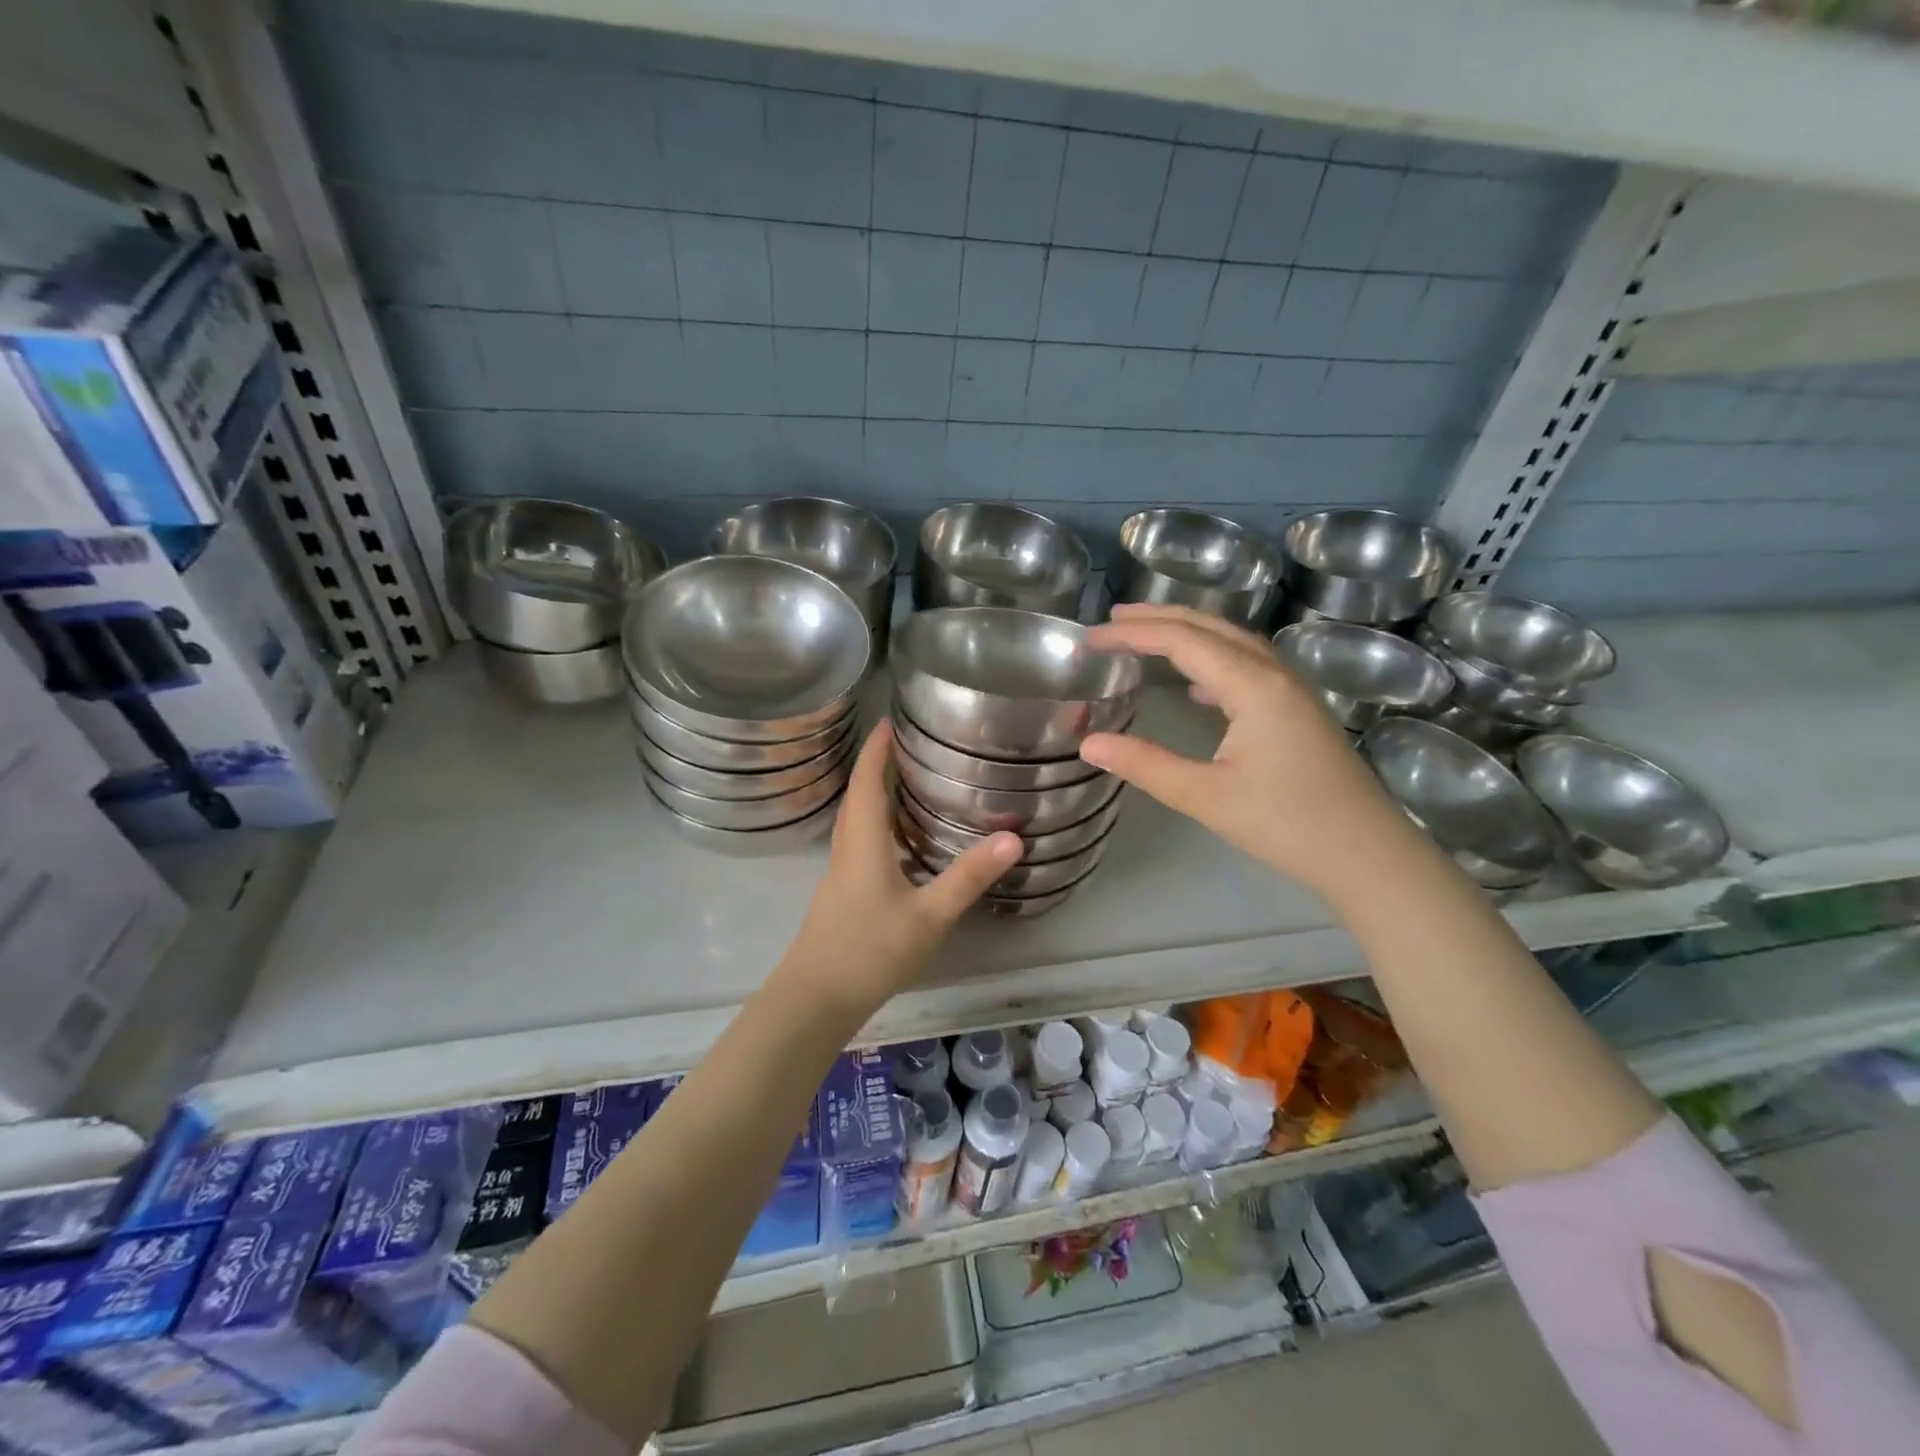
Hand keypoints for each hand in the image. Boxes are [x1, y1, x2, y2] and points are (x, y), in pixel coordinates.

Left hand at [776, 720, 1020, 1013]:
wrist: (816, 998)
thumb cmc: (870, 949)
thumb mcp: (929, 915)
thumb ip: (969, 876)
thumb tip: (1013, 837)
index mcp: (863, 840)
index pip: (867, 779)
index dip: (877, 746)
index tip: (891, 717)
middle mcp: (847, 846)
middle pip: (858, 793)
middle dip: (878, 762)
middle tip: (910, 742)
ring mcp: (840, 871)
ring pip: (856, 818)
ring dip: (875, 792)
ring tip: (908, 779)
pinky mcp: (842, 892)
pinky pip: (859, 841)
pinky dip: (877, 823)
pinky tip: (901, 839)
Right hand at [1080, 604, 1414, 898]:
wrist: (1368, 854)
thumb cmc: (1286, 824)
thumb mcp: (1206, 797)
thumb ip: (1145, 765)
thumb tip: (1089, 744)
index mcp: (1253, 686)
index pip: (1182, 641)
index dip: (1133, 634)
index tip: (1090, 638)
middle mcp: (1275, 674)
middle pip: (1210, 628)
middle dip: (1159, 618)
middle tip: (1112, 620)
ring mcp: (1292, 690)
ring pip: (1233, 643)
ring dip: (1188, 633)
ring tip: (1147, 636)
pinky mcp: (1298, 710)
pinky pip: (1248, 666)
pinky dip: (1212, 660)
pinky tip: (1196, 685)